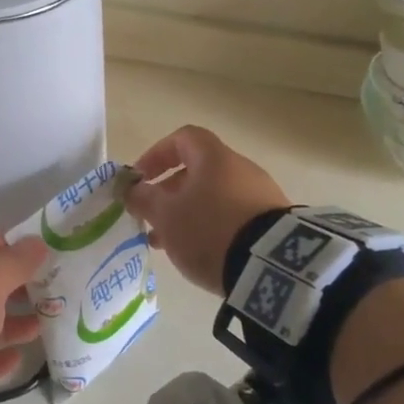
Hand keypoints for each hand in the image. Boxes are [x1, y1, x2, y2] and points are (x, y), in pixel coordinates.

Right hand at [126, 125, 290, 295]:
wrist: (271, 265)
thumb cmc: (209, 230)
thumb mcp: (166, 217)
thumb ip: (143, 199)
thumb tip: (131, 189)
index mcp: (214, 157)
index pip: (182, 138)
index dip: (157, 154)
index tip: (140, 180)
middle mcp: (240, 168)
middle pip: (198, 171)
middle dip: (169, 194)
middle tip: (151, 220)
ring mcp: (260, 195)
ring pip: (213, 197)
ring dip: (188, 215)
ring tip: (171, 245)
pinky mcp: (272, 222)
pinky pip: (233, 216)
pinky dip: (212, 228)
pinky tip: (202, 254)